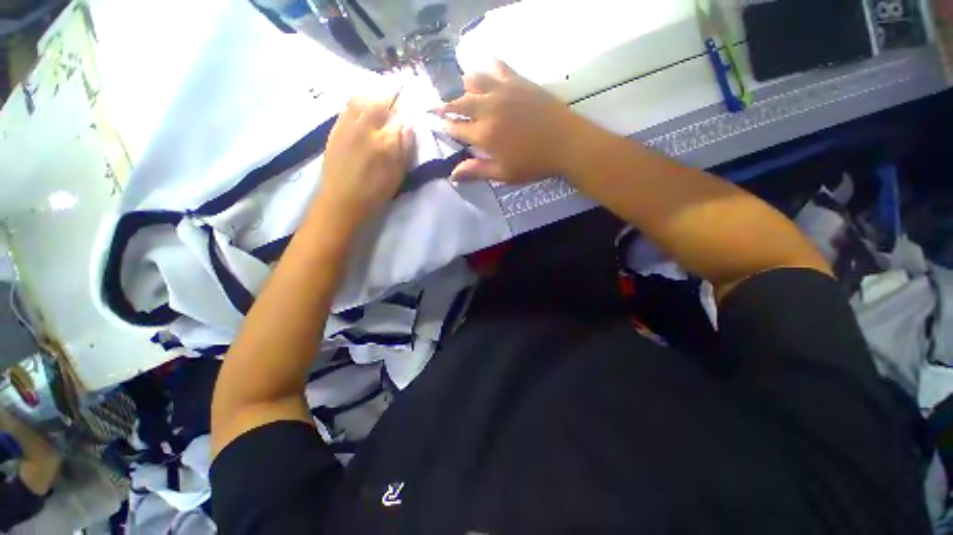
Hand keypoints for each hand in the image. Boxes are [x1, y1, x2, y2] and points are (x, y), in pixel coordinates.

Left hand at [316, 93, 413, 232]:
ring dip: (372, 97)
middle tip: (396, 99)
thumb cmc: (374, 193)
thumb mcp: (397, 176)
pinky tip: (362, 112)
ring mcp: (347, 126)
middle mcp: (366, 128)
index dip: (406, 107)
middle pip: (378, 100)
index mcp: (385, 142)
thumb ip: (405, 150)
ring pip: (360, 99)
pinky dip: (357, 103)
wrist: (341, 201)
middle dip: (389, 96)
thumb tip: (408, 126)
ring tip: (379, 103)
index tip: (410, 105)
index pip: (398, 115)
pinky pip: (347, 107)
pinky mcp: (335, 129)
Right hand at [438, 60, 587, 183]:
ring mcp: (503, 91)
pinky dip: (486, 68)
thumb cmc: (534, 164)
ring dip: (464, 87)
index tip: (441, 126)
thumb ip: (477, 171)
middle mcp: (488, 108)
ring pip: (473, 80)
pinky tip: (485, 72)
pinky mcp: (517, 80)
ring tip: (464, 93)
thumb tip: (452, 175)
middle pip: (459, 102)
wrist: (566, 143)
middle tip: (440, 108)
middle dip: (446, 106)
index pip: (456, 128)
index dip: (446, 127)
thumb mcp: (503, 174)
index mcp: (484, 135)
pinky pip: (496, 66)